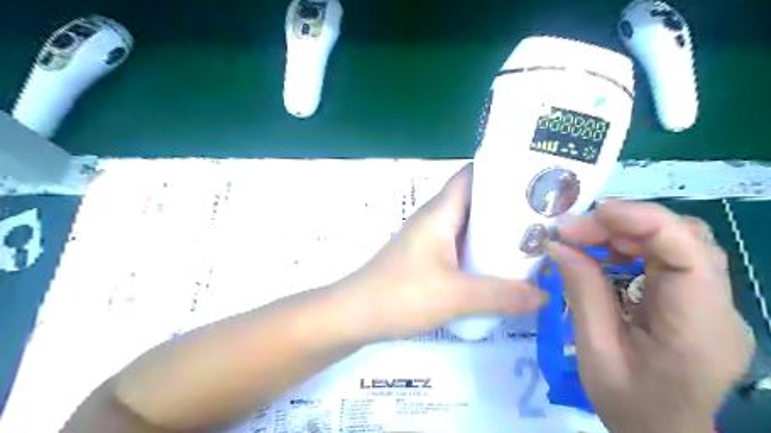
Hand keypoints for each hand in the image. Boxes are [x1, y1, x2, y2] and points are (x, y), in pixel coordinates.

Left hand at [339, 162, 546, 340]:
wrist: (354, 315)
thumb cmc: (401, 295)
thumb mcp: (456, 296)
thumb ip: (501, 295)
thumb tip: (543, 296)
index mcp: (440, 212)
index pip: (472, 175)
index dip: (502, 171)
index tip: (536, 179)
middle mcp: (435, 219)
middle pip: (476, 201)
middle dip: (509, 206)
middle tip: (546, 216)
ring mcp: (430, 240)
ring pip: (469, 227)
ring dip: (496, 233)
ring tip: (533, 241)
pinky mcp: (427, 260)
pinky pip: (461, 248)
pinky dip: (481, 253)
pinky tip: (501, 268)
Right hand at [548, 202, 752, 432]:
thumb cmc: (628, 403)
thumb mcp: (594, 350)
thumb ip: (582, 291)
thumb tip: (558, 244)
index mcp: (698, 327)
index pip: (687, 250)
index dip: (638, 220)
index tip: (583, 220)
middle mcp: (720, 307)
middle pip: (685, 237)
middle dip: (624, 223)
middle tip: (574, 232)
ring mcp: (715, 302)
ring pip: (679, 241)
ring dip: (627, 231)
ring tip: (584, 240)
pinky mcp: (700, 300)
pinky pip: (672, 256)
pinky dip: (634, 245)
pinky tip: (606, 254)